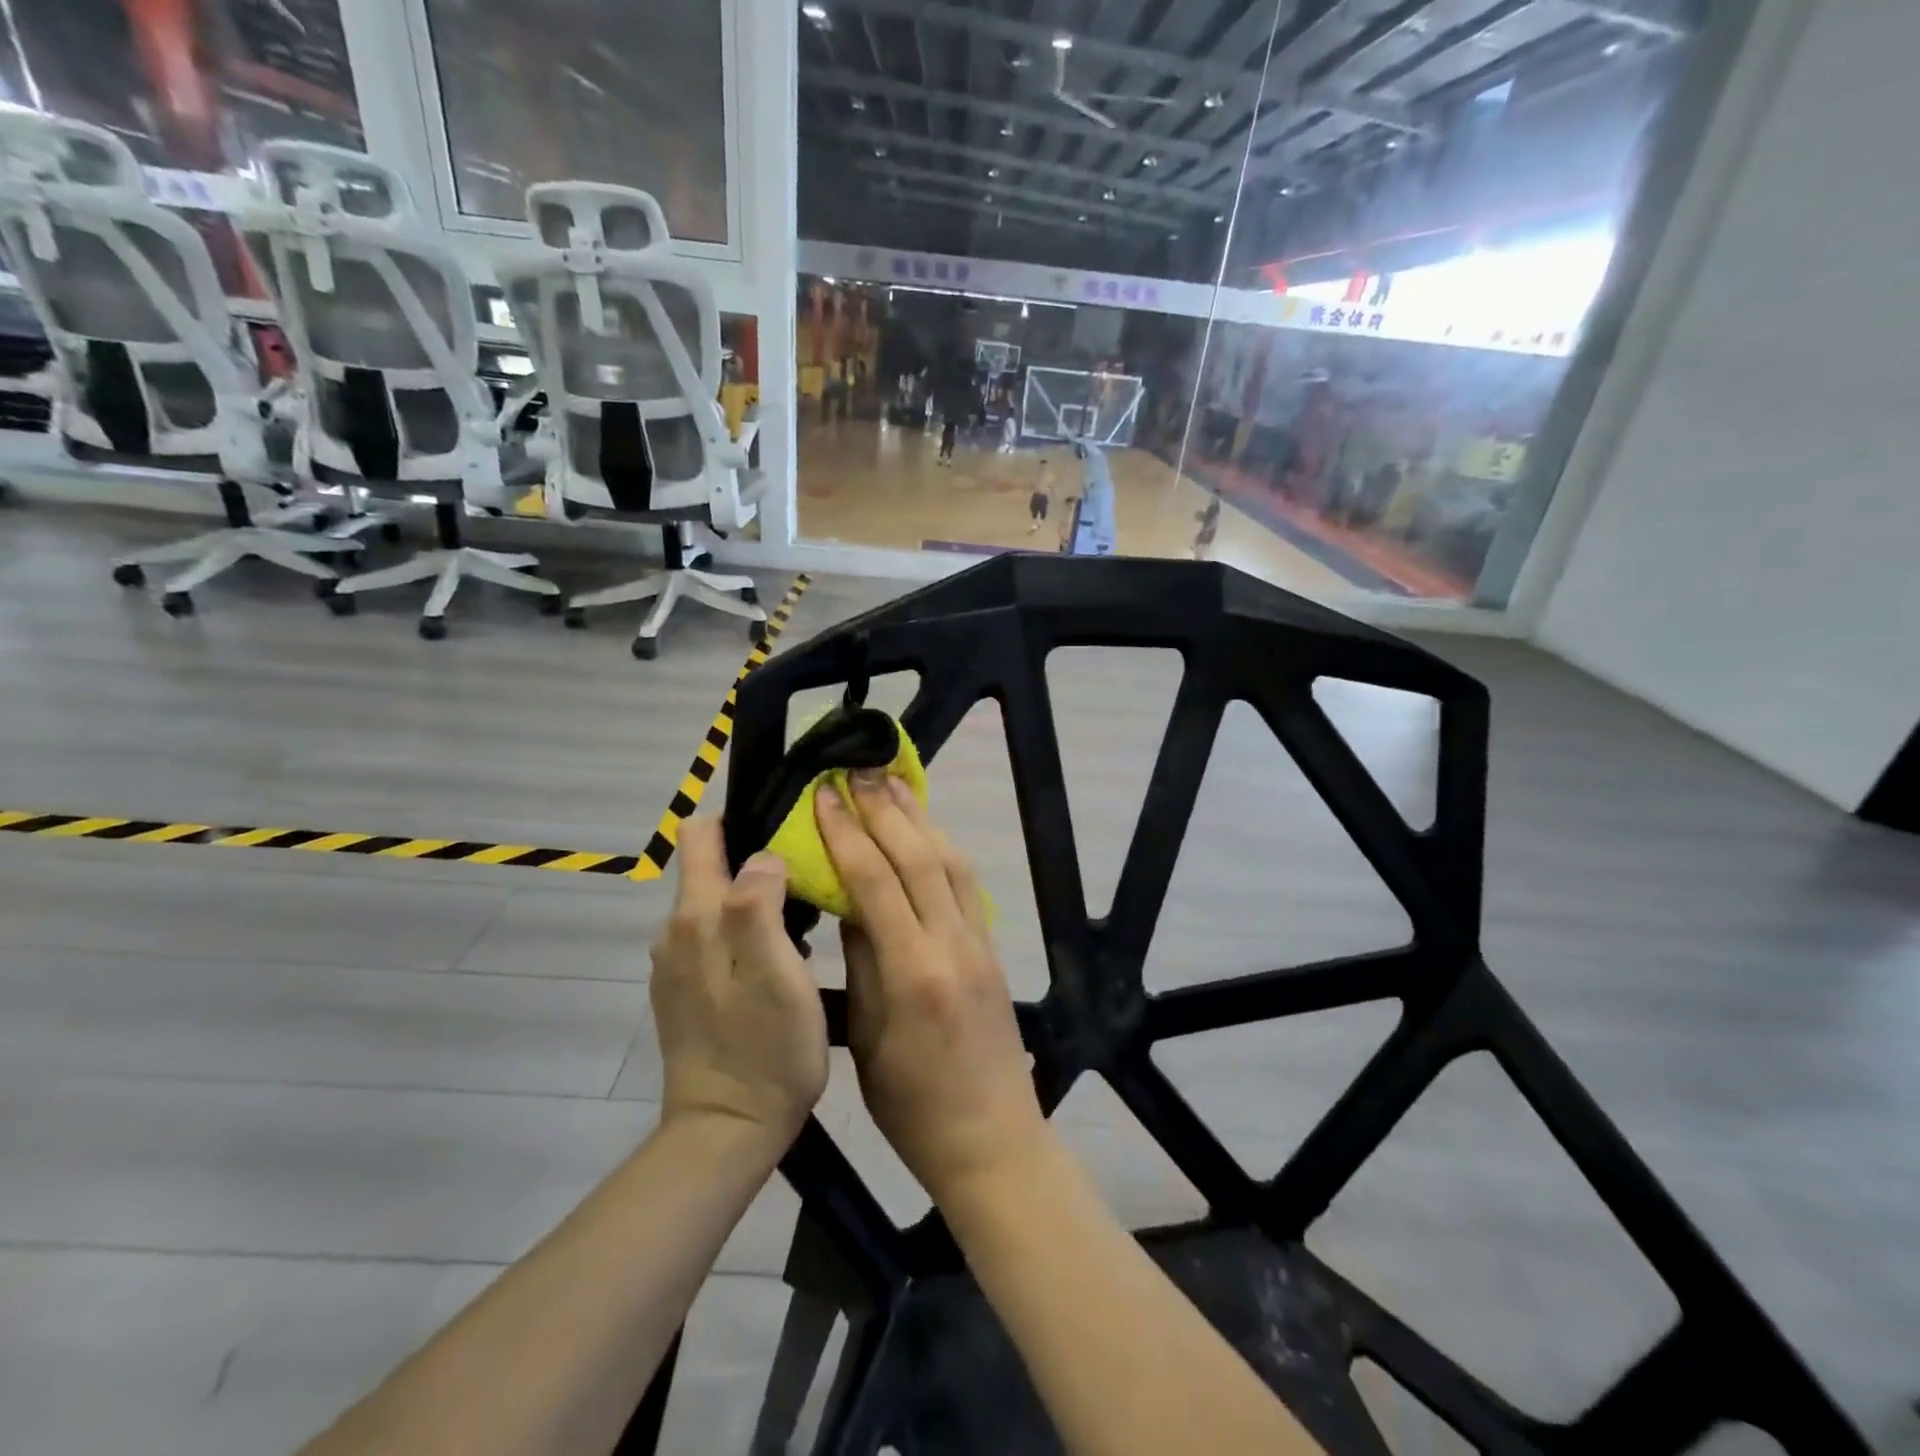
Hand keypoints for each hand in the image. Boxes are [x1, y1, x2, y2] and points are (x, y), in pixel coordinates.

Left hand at [649, 820, 827, 1152]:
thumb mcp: (777, 972)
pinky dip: (746, 935)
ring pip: (717, 906)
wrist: (727, 1132)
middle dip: (757, 862)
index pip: (700, 834)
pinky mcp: (684, 993)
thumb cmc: (766, 1049)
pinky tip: (781, 962)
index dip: (741, 818)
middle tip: (812, 882)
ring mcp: (675, 966)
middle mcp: (675, 934)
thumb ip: (759, 904)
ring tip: (806, 923)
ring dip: (755, 901)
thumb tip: (762, 855)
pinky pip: (715, 940)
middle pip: (710, 868)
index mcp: (696, 918)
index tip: (787, 828)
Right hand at [815, 772, 1047, 1206]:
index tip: (824, 795)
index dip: (847, 833)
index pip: (876, 881)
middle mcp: (953, 945)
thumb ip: (861, 963)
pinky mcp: (994, 949)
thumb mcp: (868, 1039)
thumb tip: (850, 904)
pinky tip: (927, 832)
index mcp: (914, 972)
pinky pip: (967, 885)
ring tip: (893, 783)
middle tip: (858, 770)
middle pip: (920, 857)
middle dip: (885, 809)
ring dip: (920, 818)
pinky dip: (944, 848)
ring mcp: (980, 944)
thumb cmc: (912, 1107)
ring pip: (951, 862)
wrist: (992, 1140)